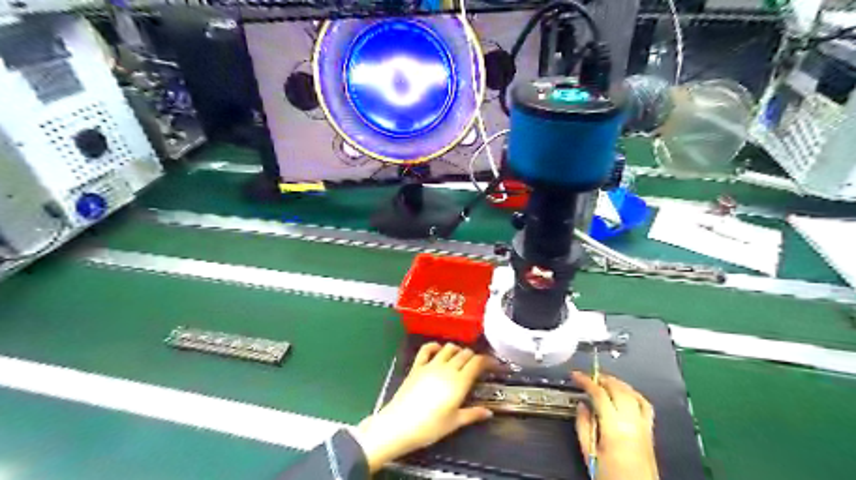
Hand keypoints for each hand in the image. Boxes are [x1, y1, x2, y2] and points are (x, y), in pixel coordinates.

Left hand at [353, 345, 491, 471]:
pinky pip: (426, 349)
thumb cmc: (430, 427)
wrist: (399, 425)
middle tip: (478, 365)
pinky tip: (438, 349)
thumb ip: (473, 414)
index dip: (488, 360)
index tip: (494, 365)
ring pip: (448, 348)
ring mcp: (430, 365)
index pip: (477, 362)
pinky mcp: (417, 366)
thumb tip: (489, 412)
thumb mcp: (455, 423)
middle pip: (465, 353)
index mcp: (459, 382)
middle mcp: (447, 368)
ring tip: (460, 358)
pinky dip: (434, 345)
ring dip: (457, 350)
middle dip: (474, 356)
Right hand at [571, 370, 656, 479]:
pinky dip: (634, 393)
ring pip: (632, 393)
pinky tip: (625, 392)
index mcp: (614, 428)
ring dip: (616, 383)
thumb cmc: (612, 477)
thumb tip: (581, 406)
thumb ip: (583, 426)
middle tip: (588, 377)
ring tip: (603, 380)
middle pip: (617, 389)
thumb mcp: (589, 453)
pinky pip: (645, 404)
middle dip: (601, 378)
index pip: (599, 394)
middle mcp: (631, 423)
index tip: (575, 376)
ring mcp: (643, 426)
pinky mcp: (650, 431)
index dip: (585, 381)